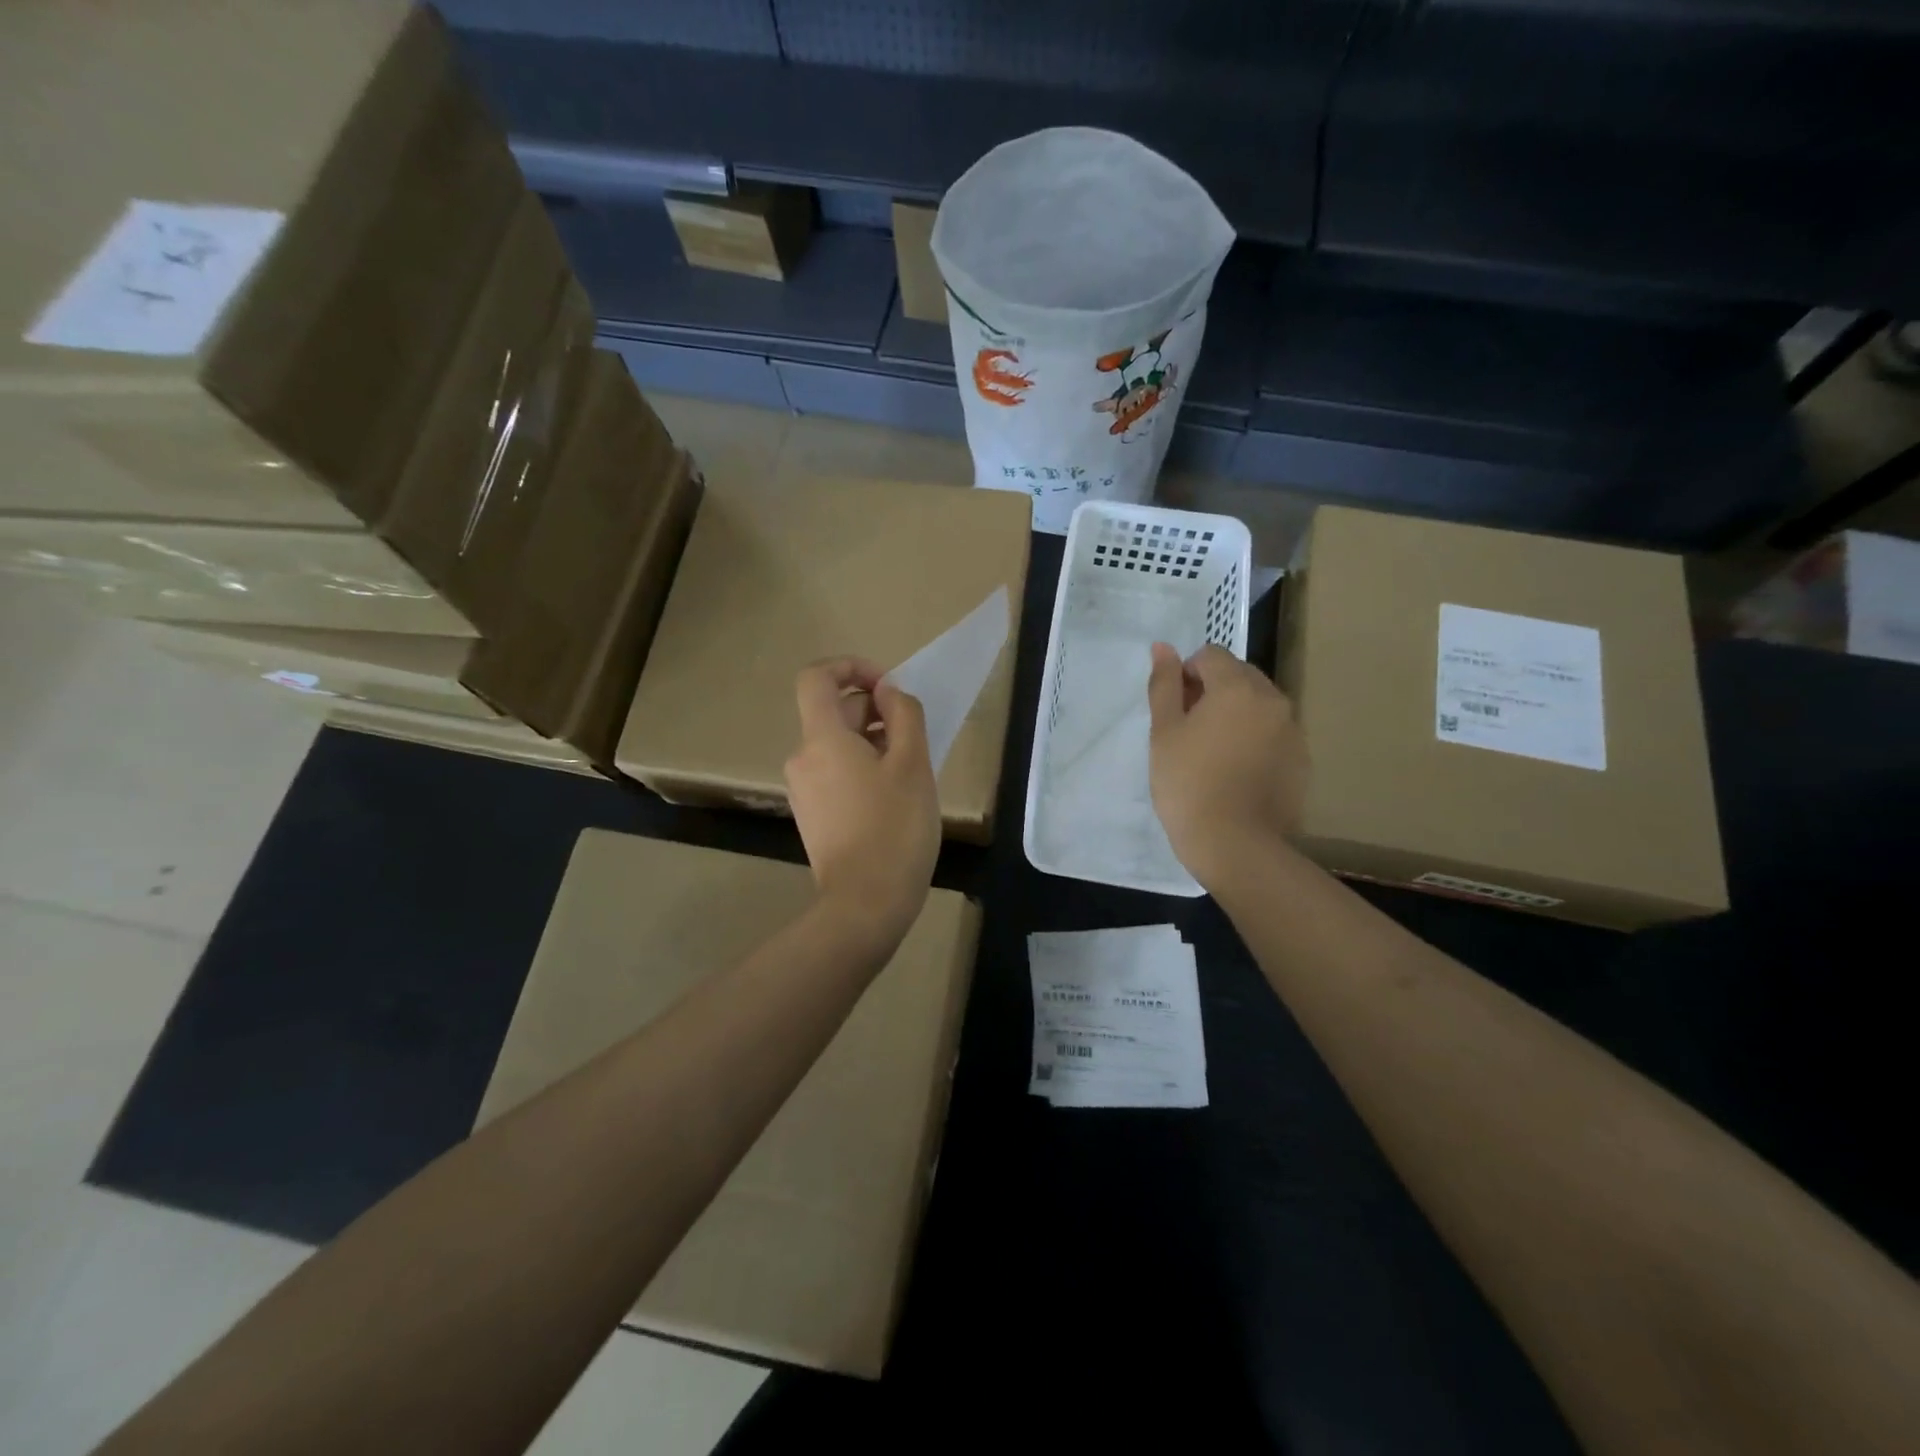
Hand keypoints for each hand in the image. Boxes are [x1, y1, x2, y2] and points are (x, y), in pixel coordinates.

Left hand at [785, 657, 940, 955]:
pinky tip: (891, 796)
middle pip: (831, 712)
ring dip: (871, 741)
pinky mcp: (811, 815)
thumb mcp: (913, 763)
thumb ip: (903, 714)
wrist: (866, 903)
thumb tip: (887, 691)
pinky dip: (860, 768)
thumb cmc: (895, 827)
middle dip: (872, 710)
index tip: (887, 686)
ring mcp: (803, 790)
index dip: (851, 667)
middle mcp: (802, 758)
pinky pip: (833, 773)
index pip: (817, 677)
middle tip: (913, 736)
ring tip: (908, 769)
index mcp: (821, 739)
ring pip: (835, 745)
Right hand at [1146, 643, 1308, 888]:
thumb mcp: (1164, 732)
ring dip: (1235, 714)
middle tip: (1190, 732)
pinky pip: (1273, 733)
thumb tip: (1163, 647)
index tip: (1175, 711)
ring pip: (1258, 705)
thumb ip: (1164, 684)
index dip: (1187, 676)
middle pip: (1238, 676)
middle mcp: (1273, 699)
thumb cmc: (1188, 784)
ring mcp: (1293, 730)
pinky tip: (1236, 772)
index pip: (1210, 655)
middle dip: (1213, 692)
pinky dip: (1254, 739)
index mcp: (1238, 686)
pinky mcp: (1302, 759)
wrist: (1235, 844)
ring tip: (1214, 754)